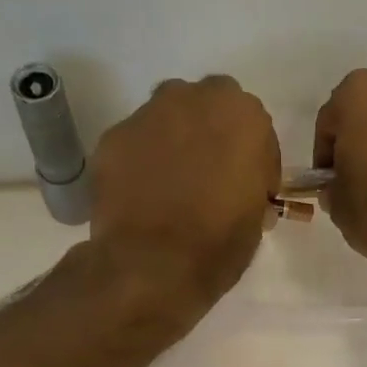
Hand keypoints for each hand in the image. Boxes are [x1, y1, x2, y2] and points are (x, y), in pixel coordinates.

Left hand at [90, 75, 280, 319]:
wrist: (152, 266)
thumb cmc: (218, 245)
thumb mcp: (255, 217)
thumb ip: (250, 187)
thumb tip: (239, 191)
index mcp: (242, 115)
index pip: (254, 129)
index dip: (252, 160)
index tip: (248, 188)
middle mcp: (192, 99)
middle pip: (205, 109)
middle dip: (208, 137)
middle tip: (207, 178)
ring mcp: (146, 116)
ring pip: (165, 122)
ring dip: (171, 144)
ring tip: (169, 187)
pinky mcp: (110, 139)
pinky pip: (133, 146)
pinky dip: (138, 164)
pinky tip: (139, 196)